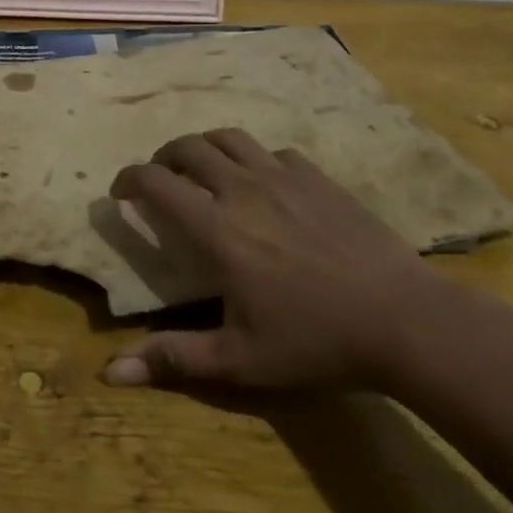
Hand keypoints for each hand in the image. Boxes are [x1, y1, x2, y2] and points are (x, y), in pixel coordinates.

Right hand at [103, 129, 451, 391]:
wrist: (403, 318)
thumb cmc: (315, 341)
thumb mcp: (239, 359)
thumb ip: (173, 358)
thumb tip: (110, 374)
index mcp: (216, 227)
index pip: (156, 182)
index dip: (129, 179)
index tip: (120, 192)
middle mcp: (242, 188)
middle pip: (189, 148)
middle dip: (163, 157)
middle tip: (159, 178)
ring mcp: (283, 177)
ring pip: (230, 138)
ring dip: (205, 147)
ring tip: (202, 169)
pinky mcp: (318, 177)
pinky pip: (274, 152)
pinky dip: (254, 159)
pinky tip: (263, 183)